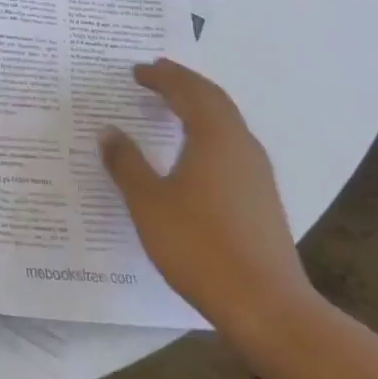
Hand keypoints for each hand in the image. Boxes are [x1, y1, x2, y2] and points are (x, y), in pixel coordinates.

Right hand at [100, 59, 316, 342]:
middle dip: (184, 82)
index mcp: (214, 136)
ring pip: (227, 120)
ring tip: (173, 104)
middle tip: (157, 73)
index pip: (186, 90)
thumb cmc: (200, 247)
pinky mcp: (263, 197)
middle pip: (213, 98)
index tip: (136, 70)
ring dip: (199, 105)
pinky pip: (233, 143)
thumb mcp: (149, 203)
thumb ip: (126, 163)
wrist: (268, 307)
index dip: (161, 77)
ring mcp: (257, 171)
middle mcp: (240, 144)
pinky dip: (210, 129)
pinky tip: (196, 151)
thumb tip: (109, 131)